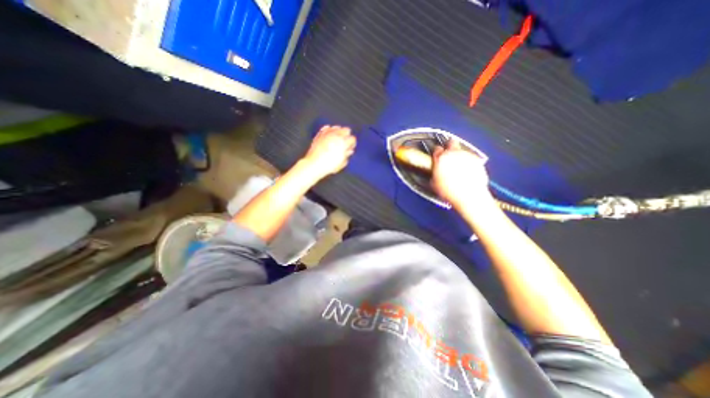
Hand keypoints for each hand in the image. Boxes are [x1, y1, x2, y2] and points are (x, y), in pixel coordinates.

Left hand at [300, 127, 353, 178]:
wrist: (314, 164)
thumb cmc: (329, 165)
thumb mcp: (342, 163)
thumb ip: (347, 155)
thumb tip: (349, 151)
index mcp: (344, 143)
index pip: (352, 139)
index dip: (352, 144)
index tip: (350, 147)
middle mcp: (336, 136)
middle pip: (346, 130)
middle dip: (347, 136)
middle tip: (345, 142)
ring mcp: (328, 133)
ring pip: (337, 127)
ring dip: (339, 132)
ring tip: (337, 139)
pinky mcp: (320, 134)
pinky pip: (327, 128)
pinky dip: (329, 130)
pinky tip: (330, 135)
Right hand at [434, 139, 493, 208]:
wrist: (469, 196)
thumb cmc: (451, 191)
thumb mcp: (434, 183)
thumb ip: (435, 172)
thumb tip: (435, 171)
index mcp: (441, 158)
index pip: (436, 149)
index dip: (437, 153)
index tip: (437, 156)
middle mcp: (454, 154)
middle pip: (451, 143)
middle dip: (449, 147)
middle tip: (448, 155)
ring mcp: (466, 156)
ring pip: (462, 150)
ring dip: (459, 156)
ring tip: (458, 167)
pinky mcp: (477, 160)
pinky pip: (471, 158)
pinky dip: (468, 162)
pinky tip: (467, 172)